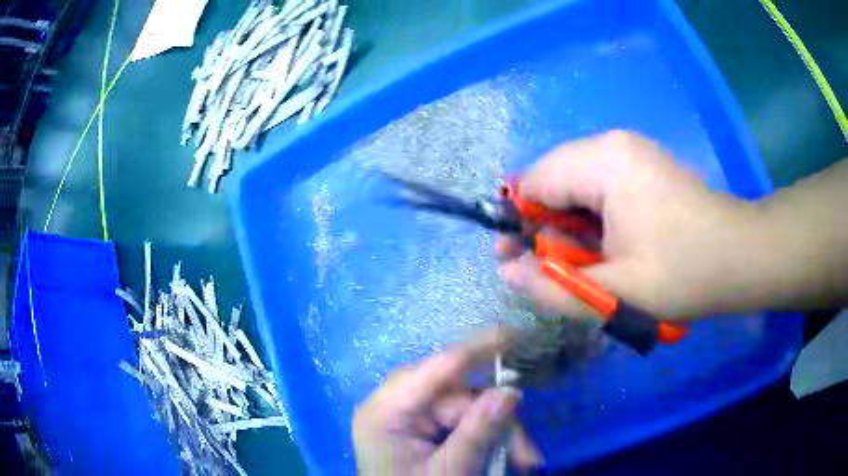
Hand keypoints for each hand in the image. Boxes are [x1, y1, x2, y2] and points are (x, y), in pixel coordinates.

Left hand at [353, 339, 542, 474]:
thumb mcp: (449, 471)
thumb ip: (478, 431)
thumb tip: (511, 391)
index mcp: (386, 411)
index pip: (438, 367)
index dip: (479, 348)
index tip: (516, 334)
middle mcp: (395, 405)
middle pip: (458, 395)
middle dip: (497, 419)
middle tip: (527, 454)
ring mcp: (408, 416)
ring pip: (466, 410)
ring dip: (497, 434)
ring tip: (522, 462)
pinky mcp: (420, 428)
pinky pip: (460, 422)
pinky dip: (484, 438)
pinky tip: (502, 456)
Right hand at [499, 131, 762, 320]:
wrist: (740, 256)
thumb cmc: (684, 273)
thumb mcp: (615, 292)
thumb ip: (553, 285)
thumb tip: (507, 271)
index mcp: (603, 162)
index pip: (533, 182)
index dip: (519, 223)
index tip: (522, 263)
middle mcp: (612, 144)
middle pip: (554, 178)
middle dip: (547, 225)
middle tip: (558, 269)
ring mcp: (631, 151)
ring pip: (576, 183)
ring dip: (572, 224)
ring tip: (588, 261)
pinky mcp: (643, 164)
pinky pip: (600, 184)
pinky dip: (593, 216)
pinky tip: (610, 244)